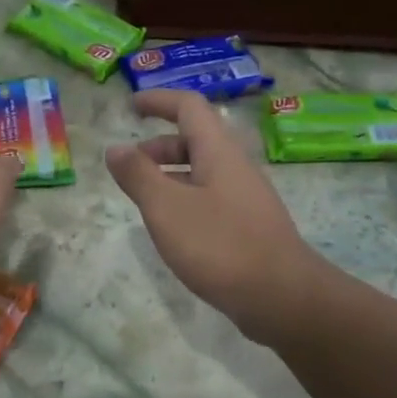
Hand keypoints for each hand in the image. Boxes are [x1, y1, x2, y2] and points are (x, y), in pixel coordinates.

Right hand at [105, 90, 327, 342]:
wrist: (280, 296)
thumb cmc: (219, 245)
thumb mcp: (166, 208)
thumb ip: (138, 176)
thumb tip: (116, 148)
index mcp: (218, 152)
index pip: (189, 107)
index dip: (158, 101)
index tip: (130, 106)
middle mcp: (235, 167)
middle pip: (195, 140)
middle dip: (158, 146)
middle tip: (129, 166)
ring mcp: (245, 198)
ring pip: (202, 172)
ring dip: (170, 176)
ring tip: (143, 200)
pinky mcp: (248, 227)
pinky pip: (210, 199)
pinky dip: (184, 200)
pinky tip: (172, 230)